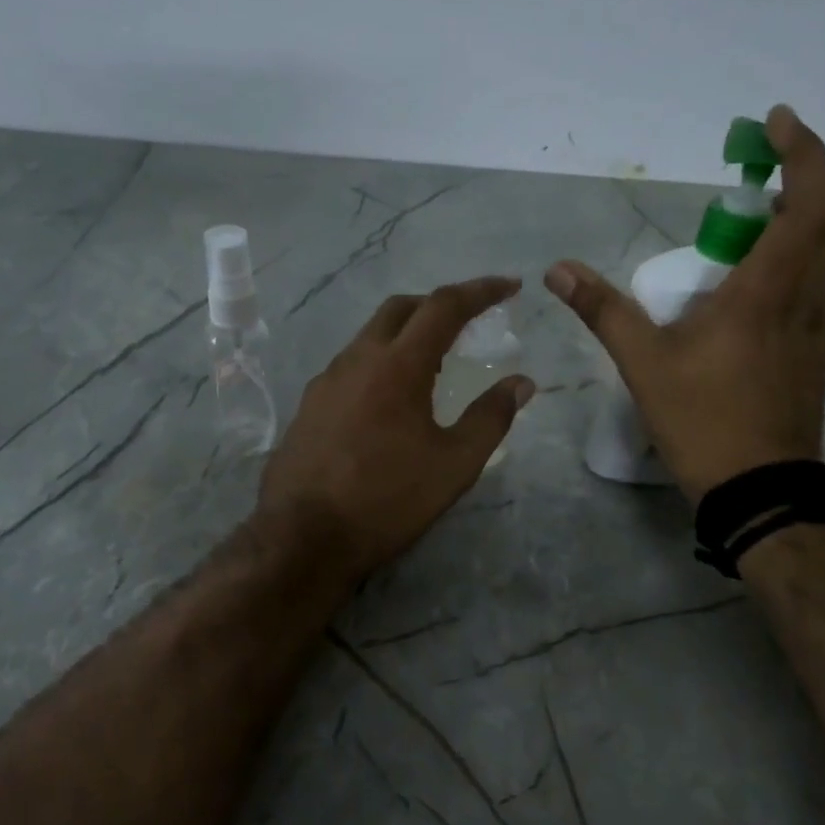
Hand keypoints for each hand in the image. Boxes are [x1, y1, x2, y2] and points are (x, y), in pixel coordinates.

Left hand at [257, 277, 535, 580]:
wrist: (303, 537)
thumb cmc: (387, 500)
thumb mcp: (454, 465)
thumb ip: (490, 418)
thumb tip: (521, 383)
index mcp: (397, 365)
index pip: (443, 306)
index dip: (480, 291)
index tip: (509, 286)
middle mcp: (357, 359)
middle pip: (400, 309)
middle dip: (437, 304)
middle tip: (466, 322)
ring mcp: (325, 381)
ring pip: (370, 336)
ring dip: (405, 335)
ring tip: (432, 365)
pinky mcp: (308, 405)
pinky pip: (350, 366)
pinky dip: (379, 363)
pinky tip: (388, 400)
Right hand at [545, 105, 824, 501]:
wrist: (758, 488)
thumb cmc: (702, 420)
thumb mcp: (643, 363)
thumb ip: (603, 310)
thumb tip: (558, 270)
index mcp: (766, 289)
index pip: (810, 200)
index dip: (803, 151)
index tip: (775, 124)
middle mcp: (807, 298)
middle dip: (808, 184)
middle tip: (757, 188)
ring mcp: (822, 329)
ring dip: (815, 226)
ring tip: (762, 232)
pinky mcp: (822, 356)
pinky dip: (814, 268)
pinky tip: (775, 289)